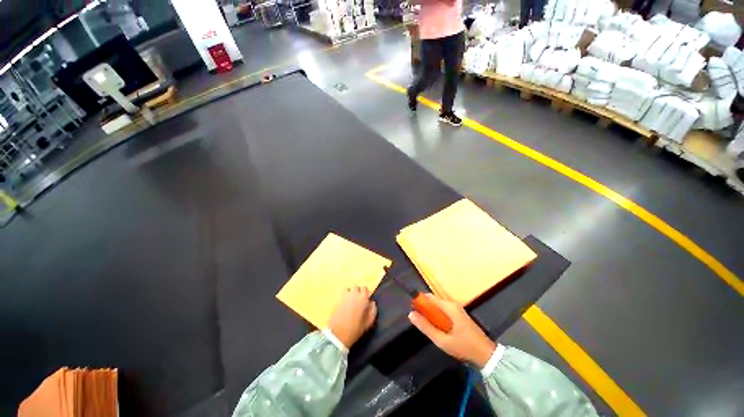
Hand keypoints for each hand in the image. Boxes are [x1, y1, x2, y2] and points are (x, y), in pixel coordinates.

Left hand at [328, 286, 377, 348]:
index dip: (365, 293)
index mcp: (362, 298)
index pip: (365, 288)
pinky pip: (341, 295)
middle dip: (358, 292)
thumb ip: (373, 311)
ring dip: (350, 293)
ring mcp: (344, 296)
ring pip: (348, 289)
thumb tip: (372, 303)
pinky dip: (343, 298)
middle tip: (358, 301)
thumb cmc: (355, 329)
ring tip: (350, 302)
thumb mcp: (368, 323)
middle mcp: (353, 294)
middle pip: (356, 287)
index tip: (366, 300)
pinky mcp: (336, 300)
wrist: (338, 335)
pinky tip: (344, 306)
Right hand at [408, 294, 495, 367]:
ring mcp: (457, 309)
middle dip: (425, 310)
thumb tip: (411, 314)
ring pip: (438, 307)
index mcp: (449, 307)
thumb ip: (426, 327)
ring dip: (432, 315)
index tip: (412, 311)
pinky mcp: (459, 314)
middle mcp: (452, 304)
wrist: (487, 355)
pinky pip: (444, 311)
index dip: (419, 301)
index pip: (428, 297)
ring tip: (431, 329)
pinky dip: (438, 317)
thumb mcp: (442, 340)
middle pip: (433, 301)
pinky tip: (440, 330)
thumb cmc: (464, 347)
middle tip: (422, 324)